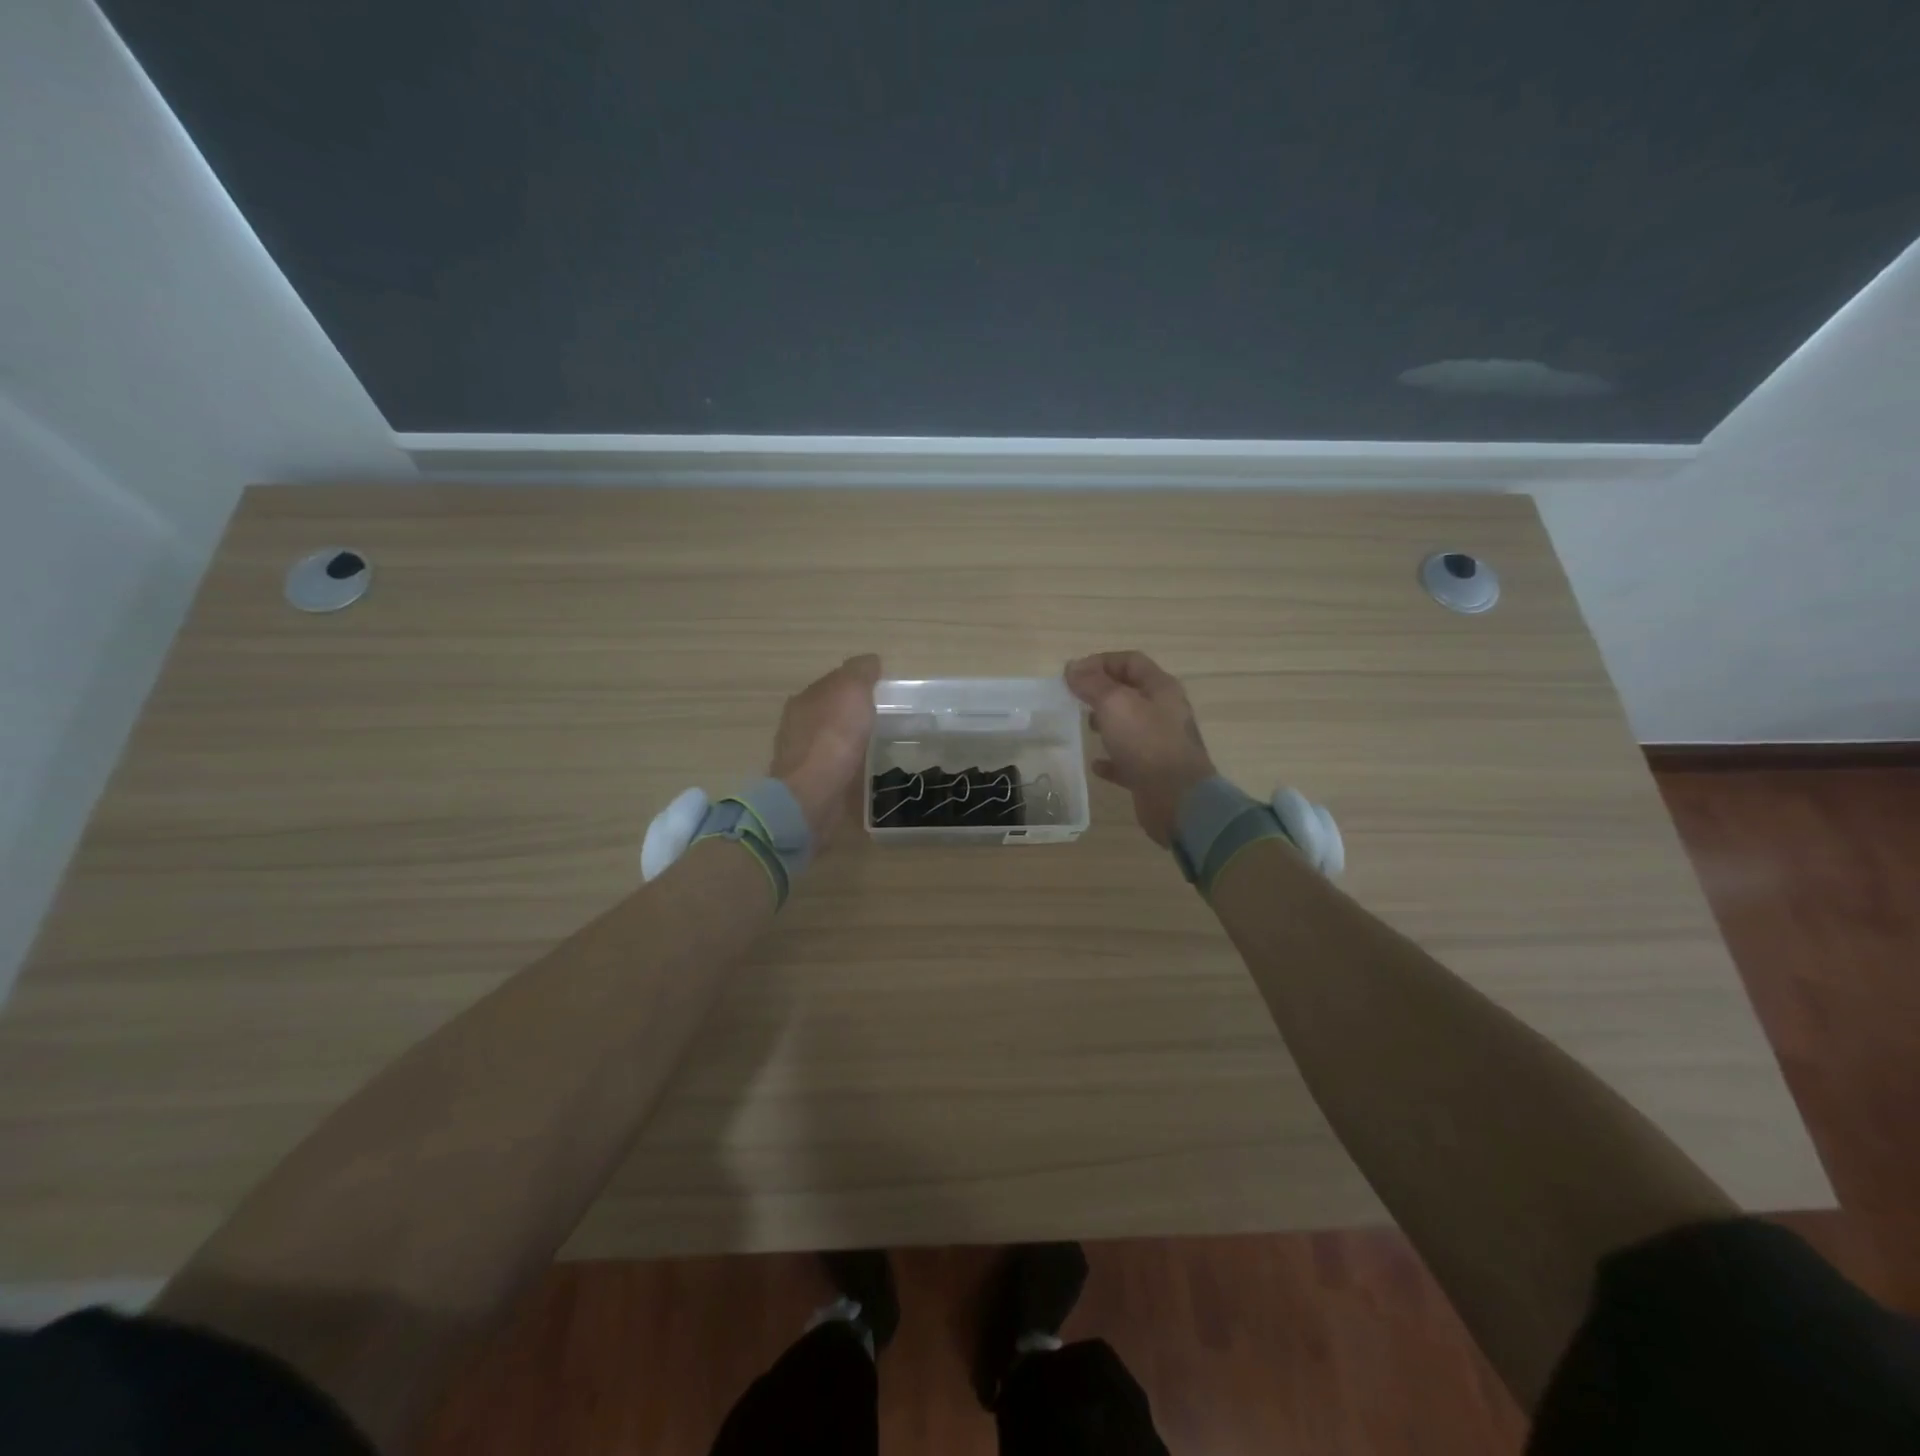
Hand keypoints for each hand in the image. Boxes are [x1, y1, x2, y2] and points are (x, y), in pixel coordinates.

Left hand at [770, 655, 881, 843]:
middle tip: (884, 717)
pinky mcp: (810, 784)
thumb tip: (870, 661)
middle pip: (830, 711)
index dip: (857, 683)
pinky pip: (833, 766)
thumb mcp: (852, 691)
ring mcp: (802, 757)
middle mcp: (798, 725)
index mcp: (805, 699)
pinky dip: (847, 764)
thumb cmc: (833, 737)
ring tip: (877, 743)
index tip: (882, 691)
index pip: (833, 683)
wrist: (812, 795)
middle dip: (852, 712)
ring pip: (830, 740)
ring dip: (849, 739)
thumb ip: (860, 672)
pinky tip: (862, 768)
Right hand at [1065, 651, 1216, 846]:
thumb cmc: (1147, 743)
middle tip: (1075, 699)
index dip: (1100, 662)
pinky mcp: (1153, 772)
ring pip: (1129, 725)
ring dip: (1106, 722)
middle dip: (1101, 691)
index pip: (1130, 661)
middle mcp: (1164, 712)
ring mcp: (1160, 743)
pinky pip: (1128, 759)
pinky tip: (1095, 764)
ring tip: (1084, 726)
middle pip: (1130, 692)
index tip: (1072, 673)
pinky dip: (1110, 759)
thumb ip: (1092, 683)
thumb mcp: (1115, 704)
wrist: (1178, 800)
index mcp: (1161, 688)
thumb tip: (1073, 667)